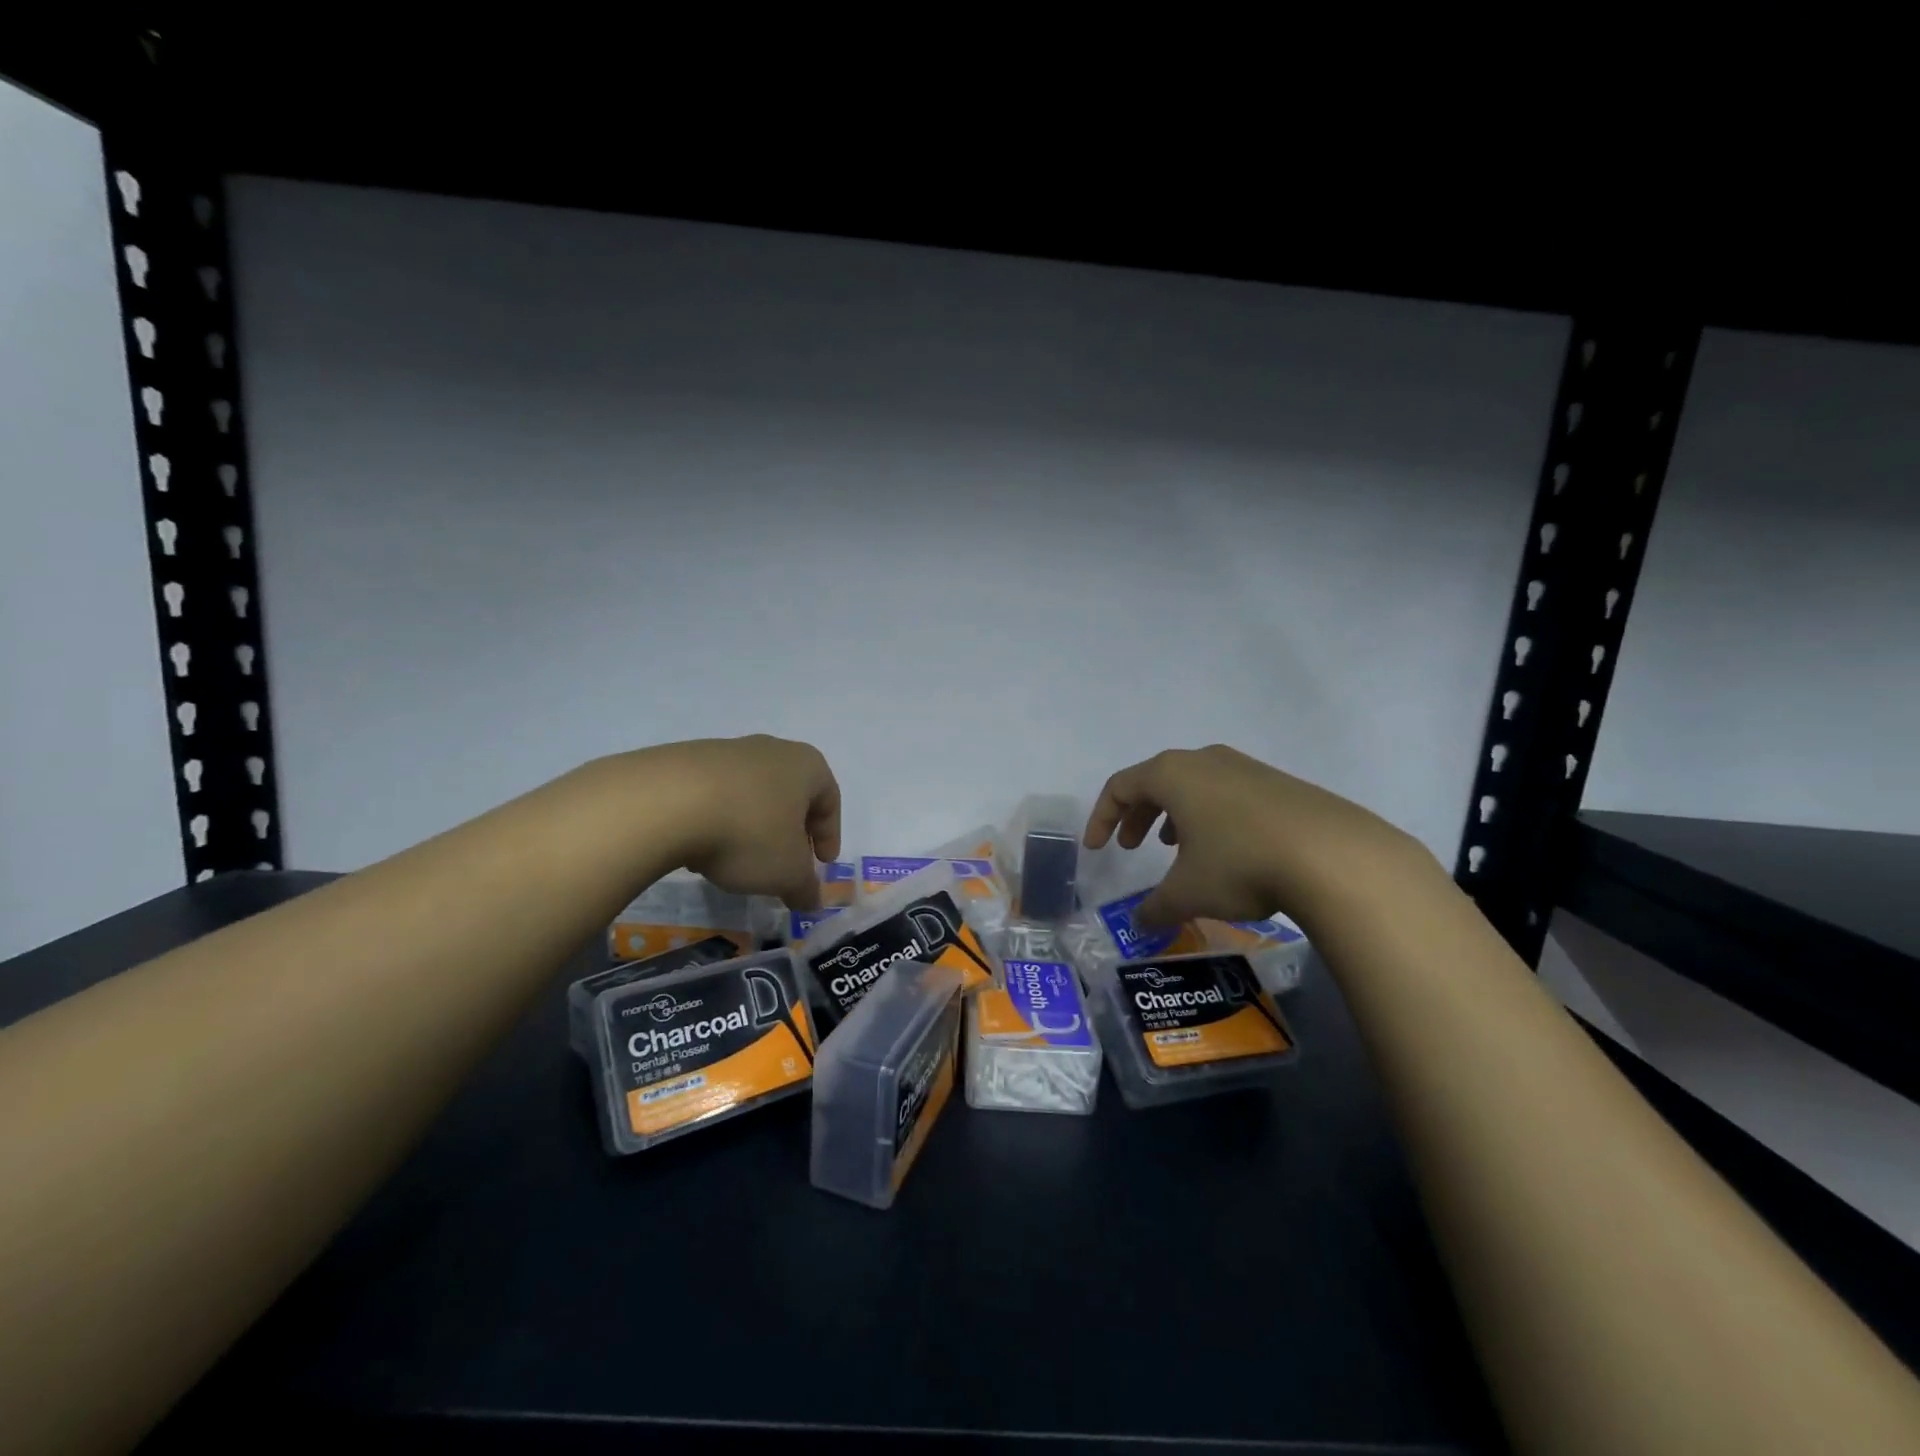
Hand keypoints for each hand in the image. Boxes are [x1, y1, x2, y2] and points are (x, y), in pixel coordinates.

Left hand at [632, 735, 841, 908]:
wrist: (665, 802)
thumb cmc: (749, 832)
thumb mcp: (786, 872)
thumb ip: (805, 888)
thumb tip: (812, 902)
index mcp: (806, 765)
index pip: (830, 799)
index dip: (830, 834)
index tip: (821, 864)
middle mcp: (770, 749)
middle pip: (790, 793)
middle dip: (790, 830)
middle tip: (785, 862)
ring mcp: (726, 750)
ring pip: (751, 793)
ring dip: (752, 825)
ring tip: (739, 861)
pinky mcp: (685, 761)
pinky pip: (714, 794)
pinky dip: (717, 820)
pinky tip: (703, 847)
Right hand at [1083, 745, 1430, 929]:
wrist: (1335, 856)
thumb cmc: (1240, 863)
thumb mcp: (1188, 892)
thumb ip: (1156, 908)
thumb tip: (1140, 926)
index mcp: (1172, 774)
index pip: (1120, 786)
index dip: (1102, 818)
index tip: (1097, 848)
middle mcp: (1205, 760)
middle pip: (1156, 780)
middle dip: (1138, 814)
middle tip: (1133, 846)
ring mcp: (1246, 767)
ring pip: (1195, 785)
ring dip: (1176, 814)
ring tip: (1177, 848)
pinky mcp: (1279, 783)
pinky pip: (1227, 793)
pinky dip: (1211, 816)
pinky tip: (1225, 850)